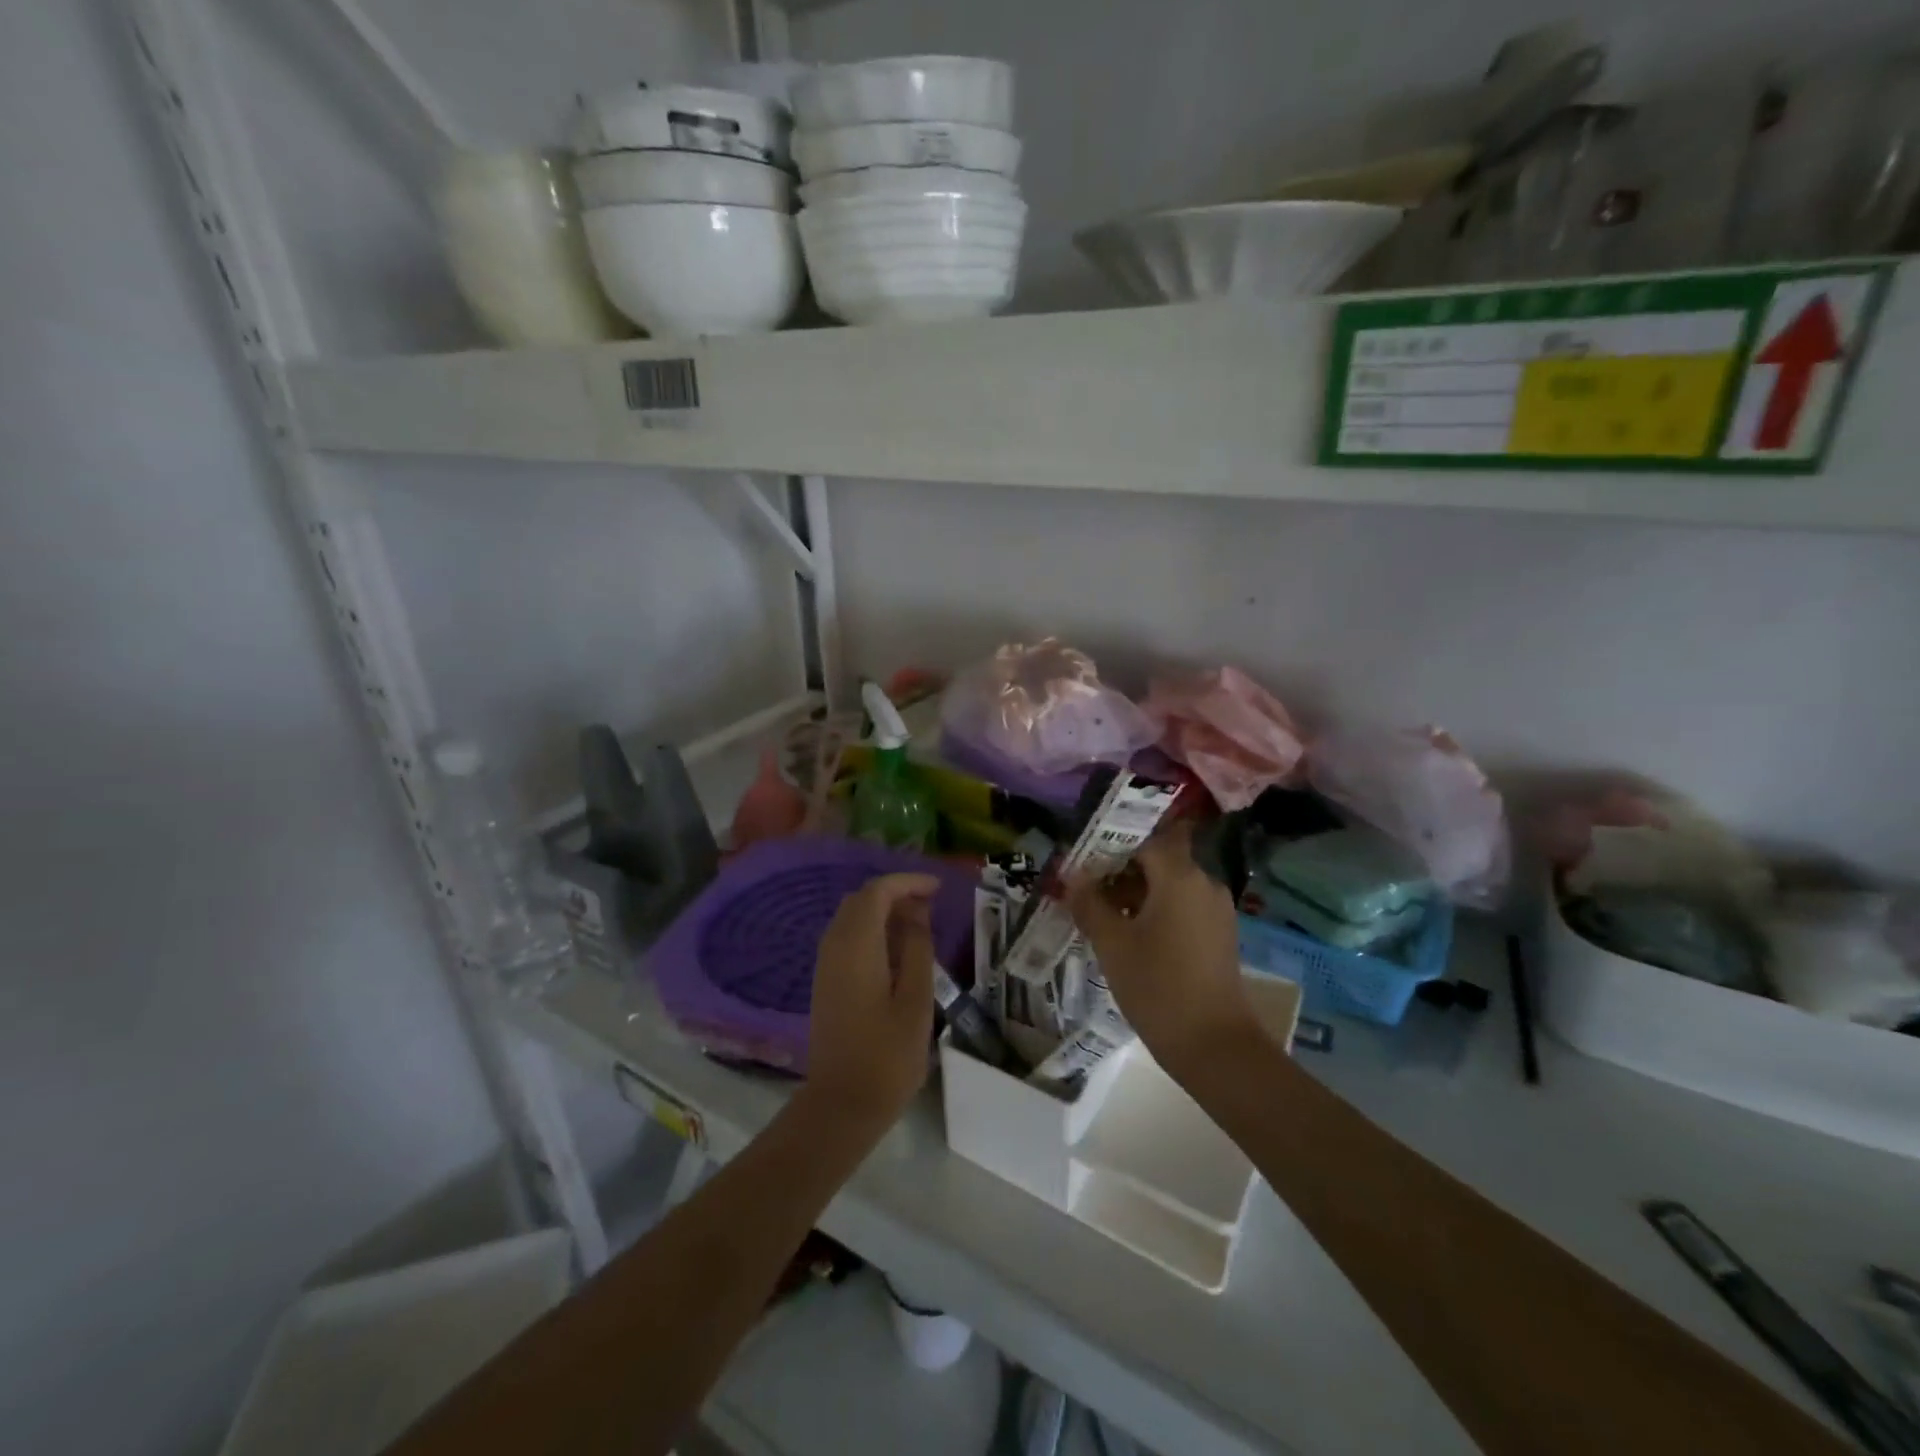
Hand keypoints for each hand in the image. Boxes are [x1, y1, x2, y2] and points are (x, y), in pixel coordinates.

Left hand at [804, 873, 939, 1126]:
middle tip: (931, 906)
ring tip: (919, 925)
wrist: (841, 1104)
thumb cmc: (887, 1055)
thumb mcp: (916, 999)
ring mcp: (825, 964)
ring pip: (852, 917)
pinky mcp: (825, 981)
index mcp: (856, 945)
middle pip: (861, 900)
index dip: (907, 882)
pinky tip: (896, 951)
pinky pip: (847, 937)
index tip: (937, 888)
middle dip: (895, 893)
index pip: (877, 892)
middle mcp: (834, 945)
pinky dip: (871, 930)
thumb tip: (917, 913)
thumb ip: (917, 948)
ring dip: (882, 911)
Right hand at [1067, 825, 1261, 1080]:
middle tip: (1086, 890)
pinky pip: (1182, 908)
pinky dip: (1156, 912)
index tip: (1084, 862)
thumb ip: (1090, 903)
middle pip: (1158, 861)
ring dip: (1136, 894)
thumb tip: (1073, 876)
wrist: (1215, 1046)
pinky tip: (1130, 937)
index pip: (1144, 839)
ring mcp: (1216, 910)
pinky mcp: (1218, 935)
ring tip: (1101, 916)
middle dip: (1120, 871)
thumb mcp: (1113, 944)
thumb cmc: (1158, 987)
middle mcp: (1204, 883)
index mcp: (1181, 876)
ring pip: (1170, 886)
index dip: (1112, 846)